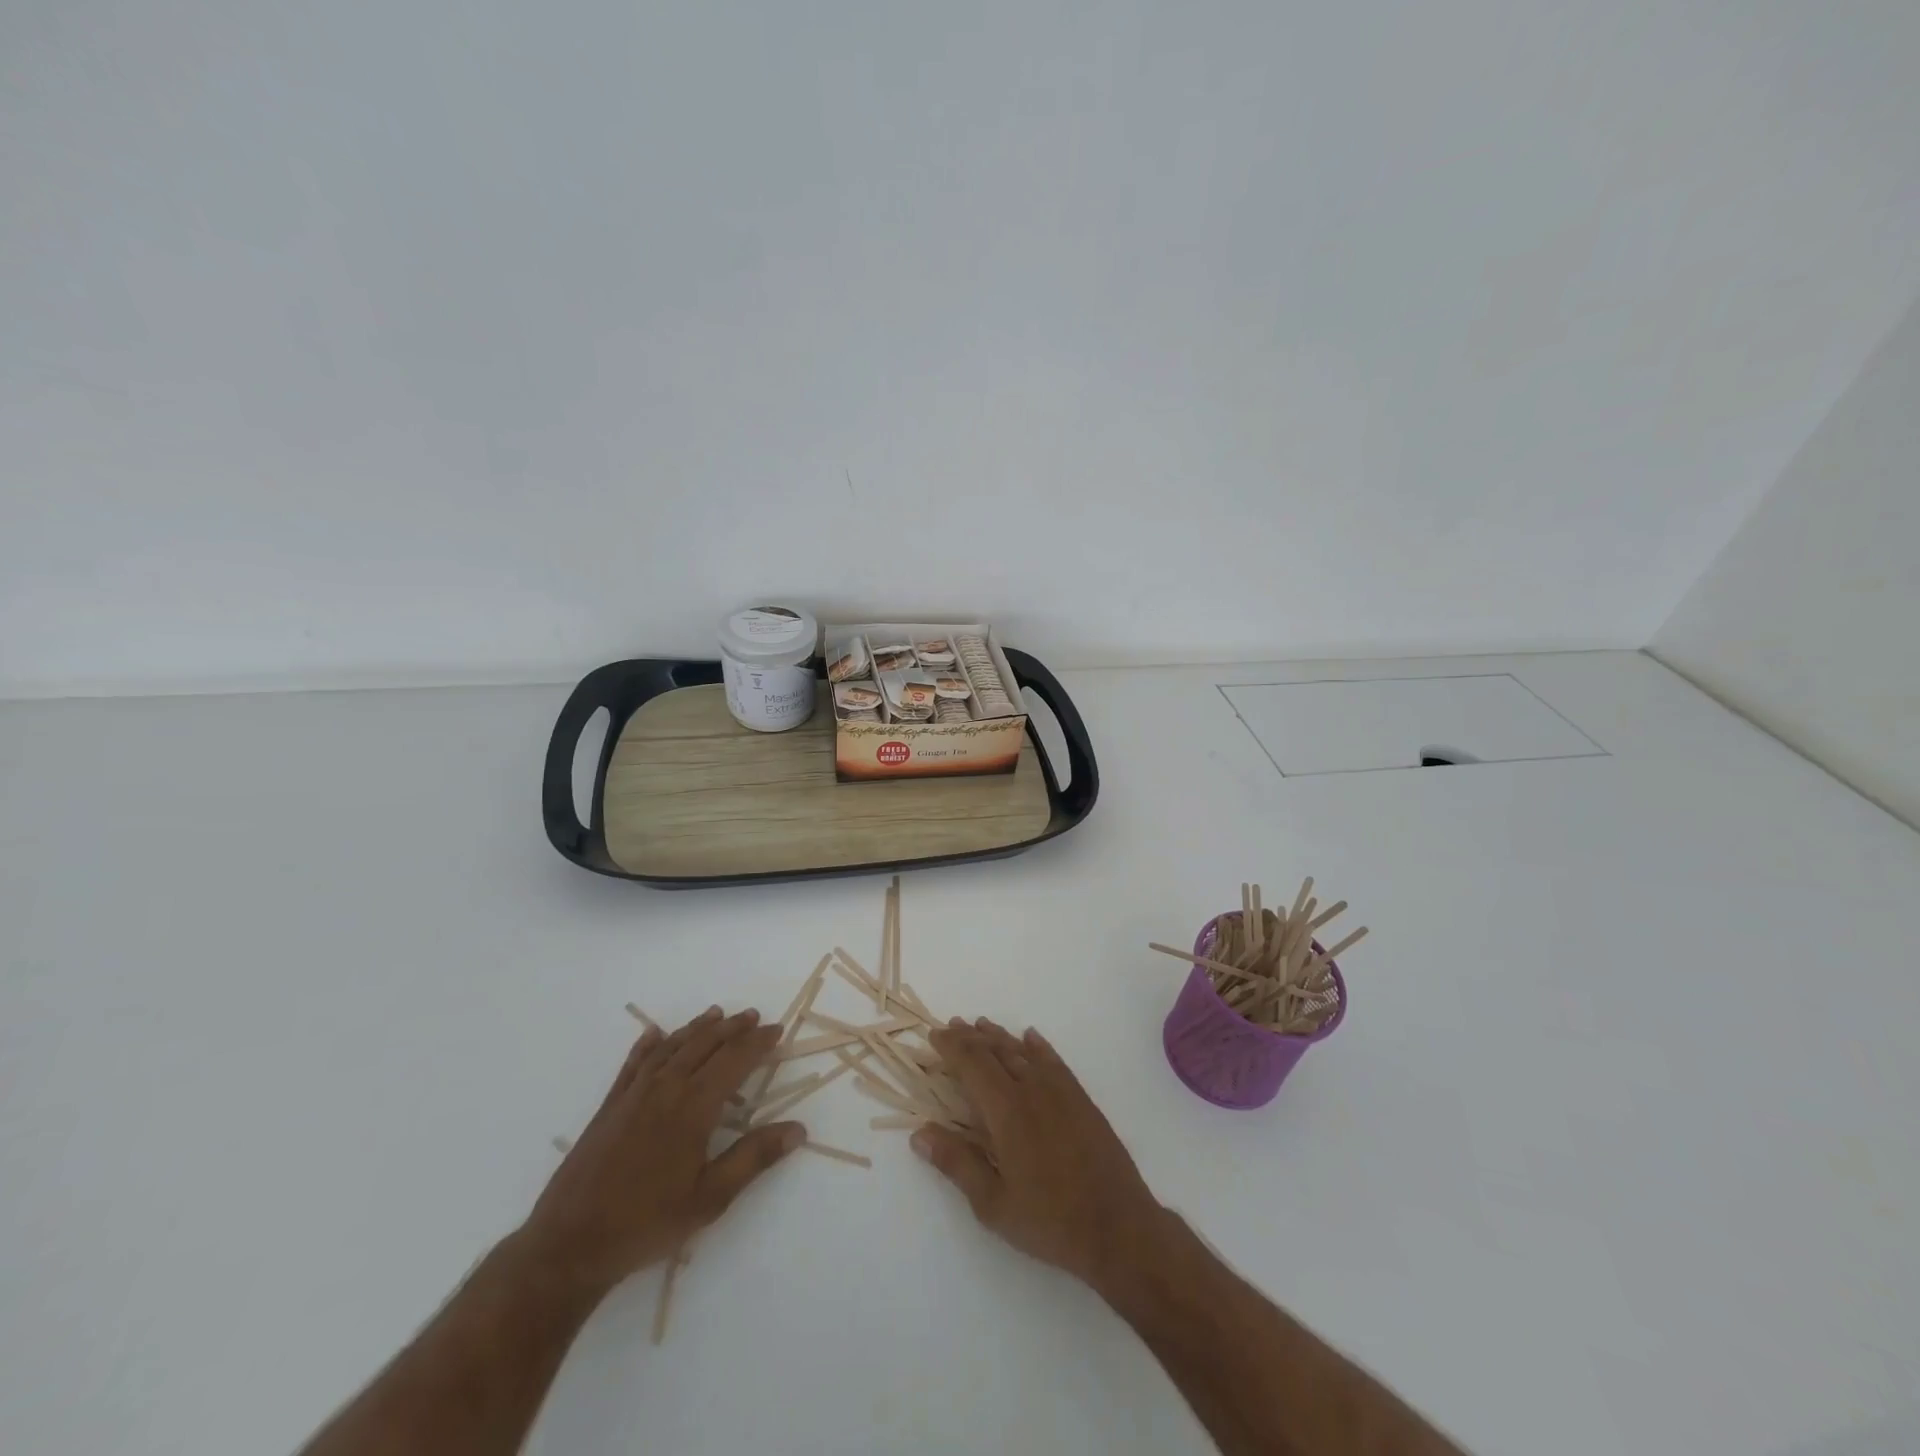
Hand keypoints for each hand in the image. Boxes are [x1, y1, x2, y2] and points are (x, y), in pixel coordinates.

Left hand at [518, 1006, 801, 1295]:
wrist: (569, 1244)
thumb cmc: (647, 1223)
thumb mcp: (711, 1198)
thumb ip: (754, 1158)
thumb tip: (798, 1129)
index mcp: (694, 1106)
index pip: (734, 1060)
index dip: (758, 1042)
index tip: (777, 1030)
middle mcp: (666, 1088)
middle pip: (704, 1045)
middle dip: (732, 1028)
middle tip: (753, 1016)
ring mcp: (633, 1094)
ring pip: (672, 1047)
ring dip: (697, 1028)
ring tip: (716, 1014)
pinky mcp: (609, 1107)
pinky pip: (634, 1063)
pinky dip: (649, 1044)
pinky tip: (655, 1034)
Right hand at [916, 1018, 1168, 1290]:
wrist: (1119, 1226)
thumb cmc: (1050, 1220)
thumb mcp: (993, 1204)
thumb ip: (957, 1163)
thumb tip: (919, 1132)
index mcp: (1007, 1111)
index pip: (973, 1065)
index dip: (952, 1047)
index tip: (934, 1036)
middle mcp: (1032, 1090)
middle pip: (996, 1052)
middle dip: (971, 1037)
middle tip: (952, 1025)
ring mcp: (1061, 1092)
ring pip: (1023, 1052)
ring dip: (1000, 1036)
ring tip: (981, 1025)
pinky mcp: (1081, 1099)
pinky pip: (1054, 1061)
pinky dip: (1038, 1046)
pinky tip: (1030, 1038)